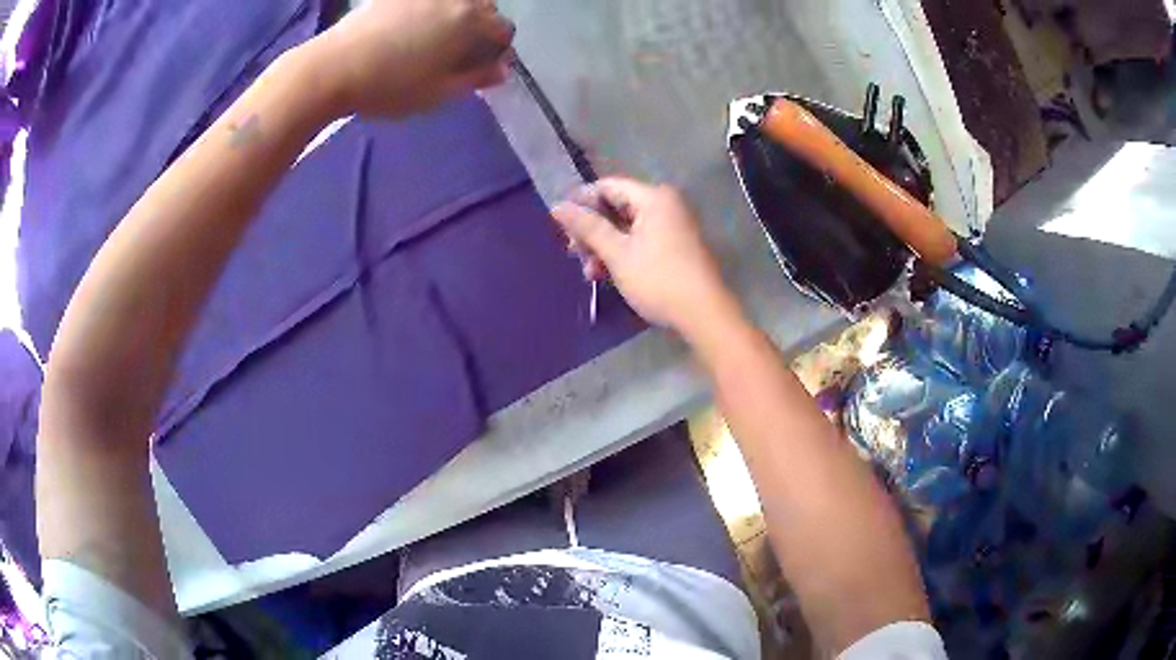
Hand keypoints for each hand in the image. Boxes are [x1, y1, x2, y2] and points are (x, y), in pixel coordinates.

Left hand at [313, 0, 514, 116]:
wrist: (331, 68)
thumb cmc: (389, 85)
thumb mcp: (438, 92)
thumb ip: (476, 78)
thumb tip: (503, 69)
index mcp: (470, 20)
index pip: (503, 31)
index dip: (496, 52)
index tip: (479, 68)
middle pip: (483, 8)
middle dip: (479, 27)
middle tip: (456, 52)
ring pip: (454, 1)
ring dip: (455, 15)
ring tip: (433, 38)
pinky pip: (426, 1)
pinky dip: (428, 10)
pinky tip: (409, 27)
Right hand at [553, 178, 743, 338]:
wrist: (703, 314)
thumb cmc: (658, 279)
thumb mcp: (617, 253)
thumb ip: (587, 227)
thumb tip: (557, 206)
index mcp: (654, 197)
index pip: (608, 186)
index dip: (581, 201)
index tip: (558, 222)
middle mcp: (665, 205)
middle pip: (617, 207)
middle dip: (592, 229)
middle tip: (572, 251)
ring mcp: (672, 227)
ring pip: (627, 228)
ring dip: (604, 246)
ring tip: (588, 272)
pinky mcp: (675, 248)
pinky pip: (640, 241)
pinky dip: (621, 254)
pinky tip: (605, 275)